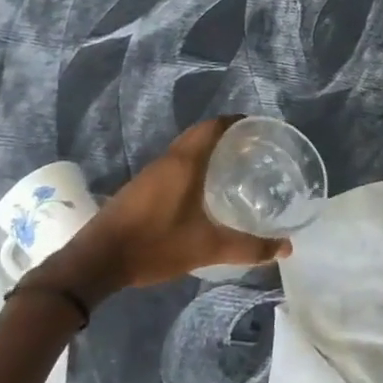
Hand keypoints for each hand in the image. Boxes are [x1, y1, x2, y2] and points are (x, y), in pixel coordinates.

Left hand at [35, 118, 290, 294]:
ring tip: (232, 165)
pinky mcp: (140, 187)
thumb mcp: (206, 248)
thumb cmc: (154, 245)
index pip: (213, 126)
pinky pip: (174, 163)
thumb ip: (248, 247)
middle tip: (251, 147)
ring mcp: (151, 172)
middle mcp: (168, 159)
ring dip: (207, 149)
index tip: (258, 128)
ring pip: (185, 148)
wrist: (96, 261)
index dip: (235, 122)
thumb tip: (286, 247)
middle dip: (225, 135)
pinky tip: (202, 187)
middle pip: (200, 134)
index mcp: (185, 162)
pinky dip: (193, 163)